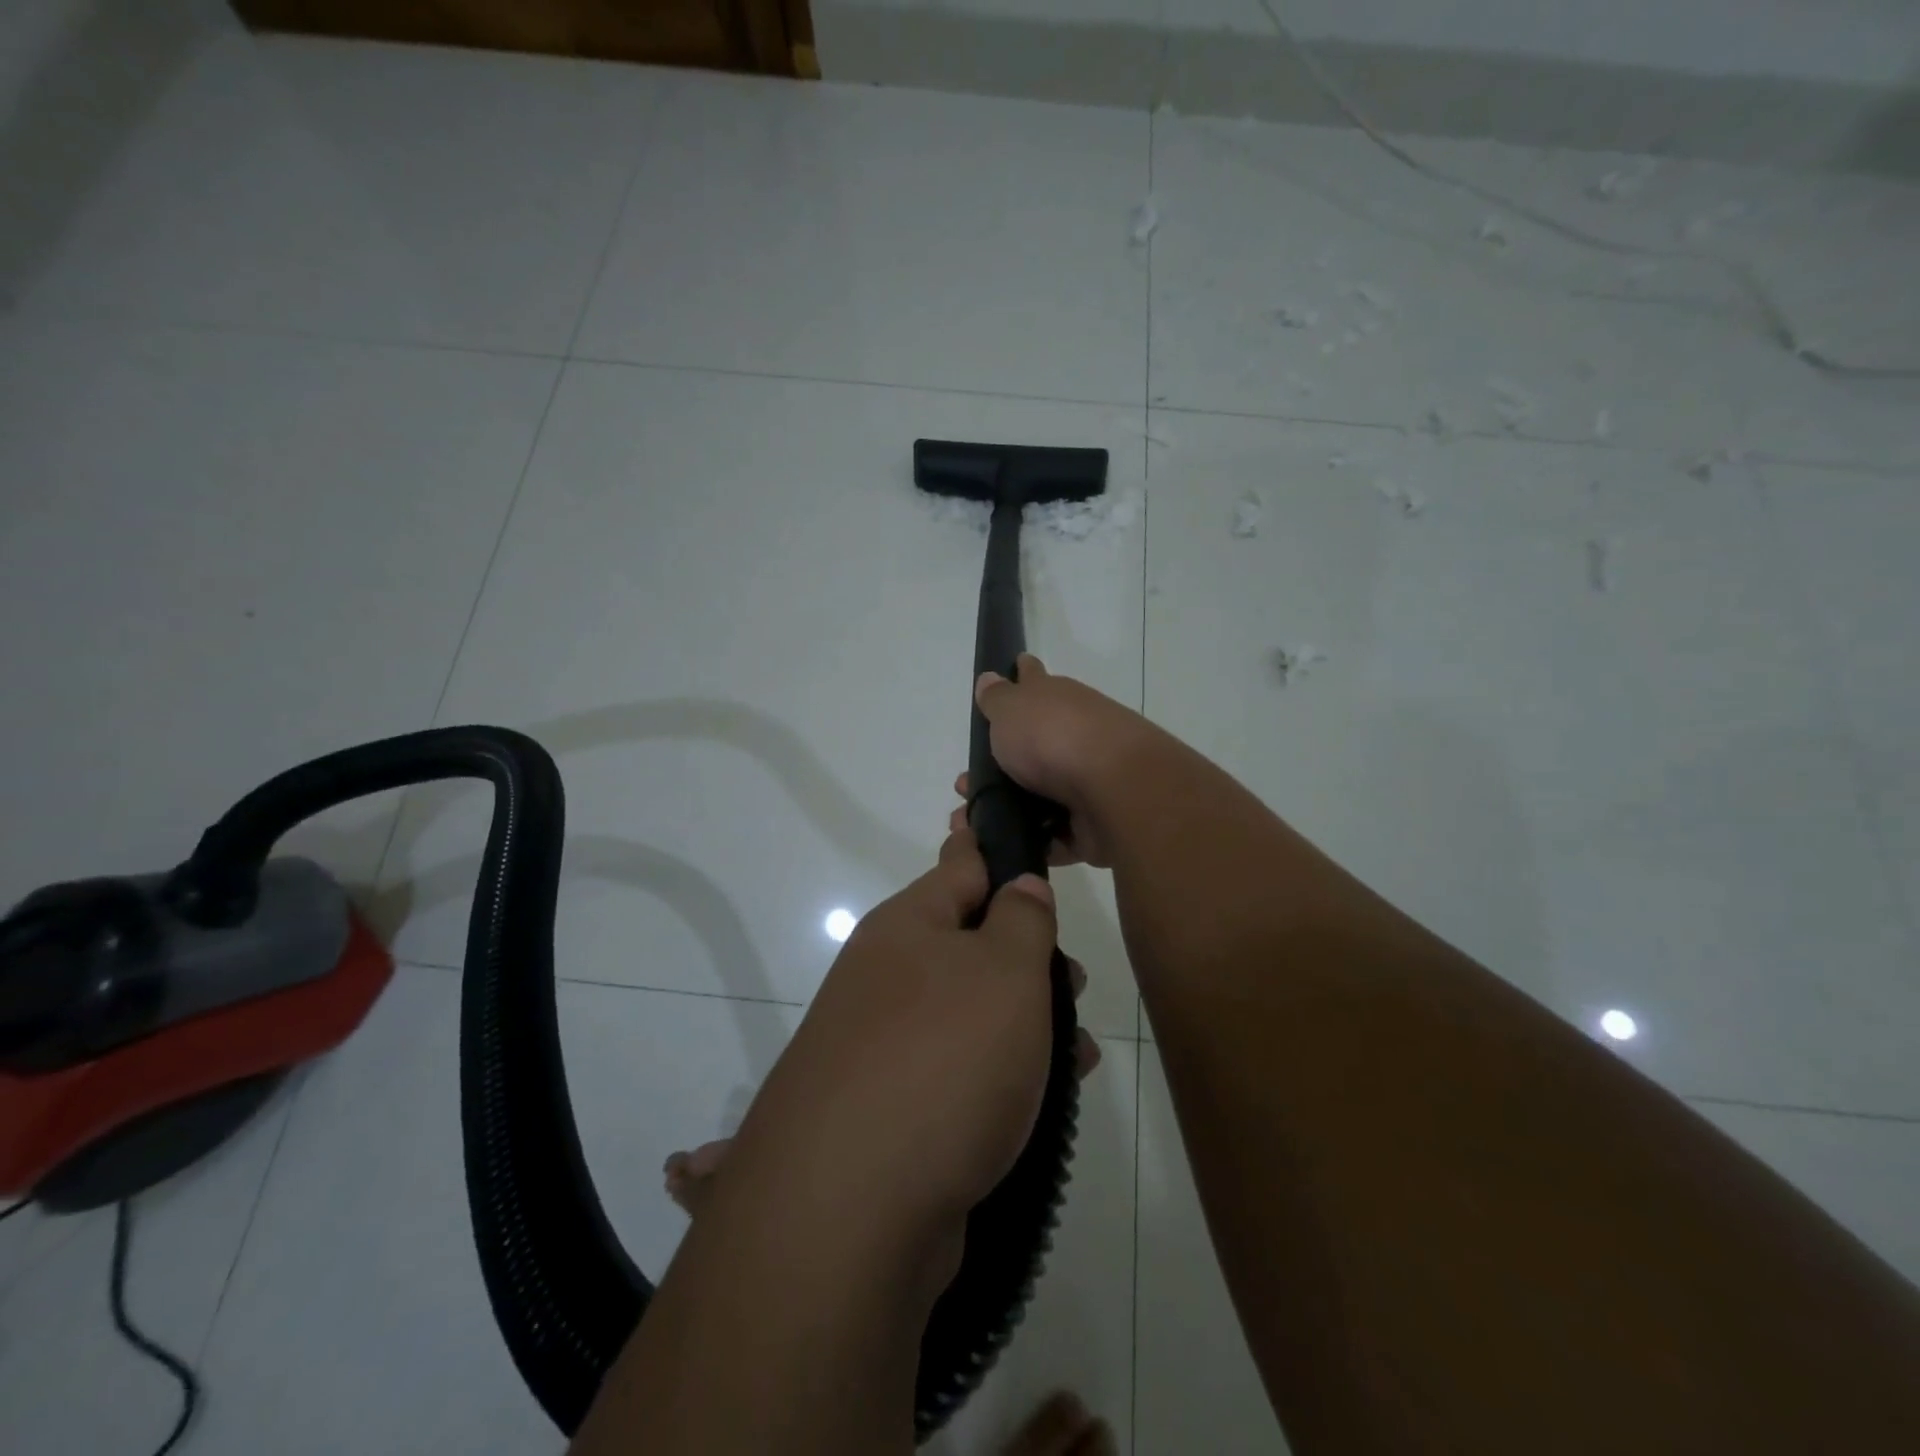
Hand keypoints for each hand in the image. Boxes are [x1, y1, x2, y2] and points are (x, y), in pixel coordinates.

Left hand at [720, 829, 1089, 1250]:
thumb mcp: (1003, 971)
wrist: (848, 1209)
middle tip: (1077, 977)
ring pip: (968, 1010)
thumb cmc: (943, 1058)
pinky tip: (1043, 1102)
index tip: (1017, 828)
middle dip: (1027, 955)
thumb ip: (1021, 918)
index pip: (959, 865)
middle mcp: (888, 975)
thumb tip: (1019, 883)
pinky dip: (1000, 1073)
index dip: (991, 845)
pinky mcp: (888, 1107)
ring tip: (1081, 1050)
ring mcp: (882, 1042)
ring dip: (1025, 1021)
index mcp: (908, 926)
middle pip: (969, 942)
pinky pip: (956, 1068)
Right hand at [948, 654, 1161, 868]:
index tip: (1014, 666)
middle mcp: (1075, 734)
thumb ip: (997, 699)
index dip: (1021, 674)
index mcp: (1057, 701)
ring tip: (973, 824)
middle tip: (964, 784)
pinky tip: (1003, 848)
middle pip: (1034, 746)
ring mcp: (1088, 780)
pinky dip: (1035, 841)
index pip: (1034, 679)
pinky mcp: (1094, 823)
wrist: (1113, 789)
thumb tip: (991, 677)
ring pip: (1041, 795)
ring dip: (1011, 809)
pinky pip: (1057, 834)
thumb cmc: (1053, 738)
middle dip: (1000, 764)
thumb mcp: (1011, 709)